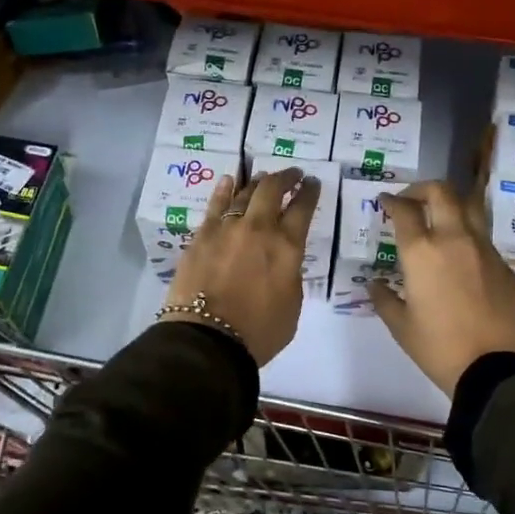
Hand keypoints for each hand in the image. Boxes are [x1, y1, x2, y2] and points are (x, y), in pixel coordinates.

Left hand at [163, 168, 320, 365]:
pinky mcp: (202, 236)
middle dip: (286, 177)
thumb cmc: (258, 331)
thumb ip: (290, 275)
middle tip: (292, 174)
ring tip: (263, 177)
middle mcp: (259, 228)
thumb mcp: (292, 305)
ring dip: (257, 182)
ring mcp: (227, 228)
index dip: (310, 192)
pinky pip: (215, 205)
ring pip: (244, 193)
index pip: (303, 208)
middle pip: (272, 190)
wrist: (208, 339)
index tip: (312, 183)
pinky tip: (228, 181)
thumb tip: (282, 261)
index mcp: (287, 247)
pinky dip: (224, 190)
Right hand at [371, 181, 514, 396]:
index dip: (392, 201)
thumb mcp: (402, 327)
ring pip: (469, 206)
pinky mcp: (504, 265)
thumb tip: (375, 285)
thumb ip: (384, 299)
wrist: (498, 368)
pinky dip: (468, 233)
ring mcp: (484, 249)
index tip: (385, 202)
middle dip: (422, 189)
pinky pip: (483, 236)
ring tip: (439, 216)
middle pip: (441, 192)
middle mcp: (454, 240)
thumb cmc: (440, 348)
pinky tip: (461, 255)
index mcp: (422, 253)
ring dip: (451, 203)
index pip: (405, 210)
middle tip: (411, 200)